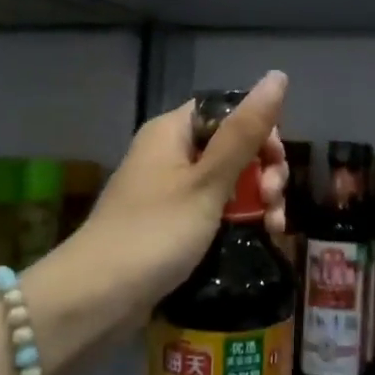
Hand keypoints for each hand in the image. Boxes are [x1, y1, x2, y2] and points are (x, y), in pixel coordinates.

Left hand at [65, 71, 290, 324]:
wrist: (97, 299)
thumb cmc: (155, 233)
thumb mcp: (208, 181)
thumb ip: (245, 132)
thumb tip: (277, 76)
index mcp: (172, 131)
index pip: (227, 110)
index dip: (260, 130)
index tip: (277, 162)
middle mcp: (169, 154)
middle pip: (232, 146)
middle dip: (264, 171)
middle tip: (275, 201)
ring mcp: (170, 191)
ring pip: (229, 181)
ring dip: (258, 199)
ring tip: (273, 228)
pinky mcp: (172, 225)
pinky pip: (215, 210)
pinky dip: (240, 220)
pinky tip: (260, 237)